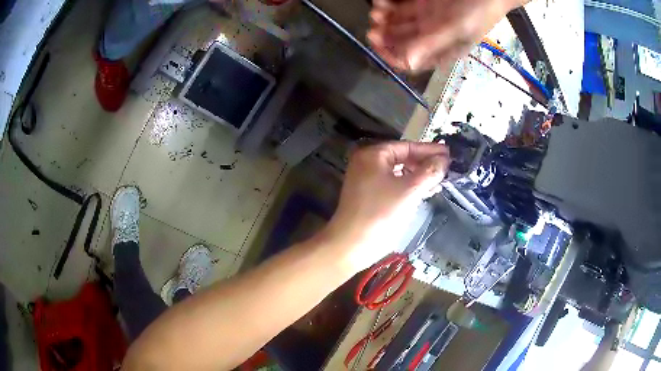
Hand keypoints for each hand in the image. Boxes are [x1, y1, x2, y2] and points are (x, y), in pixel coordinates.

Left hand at [323, 141, 448, 272]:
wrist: (351, 245)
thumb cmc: (381, 214)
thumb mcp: (410, 190)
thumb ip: (429, 172)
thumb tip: (444, 159)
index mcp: (373, 155)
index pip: (407, 146)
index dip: (430, 150)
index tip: (449, 153)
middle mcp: (368, 163)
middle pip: (403, 158)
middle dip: (425, 164)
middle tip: (447, 168)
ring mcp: (367, 181)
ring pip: (399, 173)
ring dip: (419, 176)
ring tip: (440, 181)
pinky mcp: (370, 197)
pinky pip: (394, 185)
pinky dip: (409, 187)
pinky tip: (425, 192)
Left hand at [367, 0, 525, 70]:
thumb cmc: (479, 10)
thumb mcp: (457, 28)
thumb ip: (432, 43)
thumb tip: (407, 63)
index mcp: (442, 50)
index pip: (411, 61)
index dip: (391, 55)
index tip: (376, 43)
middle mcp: (432, 37)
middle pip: (400, 42)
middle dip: (384, 34)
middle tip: (373, 25)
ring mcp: (427, 19)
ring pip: (398, 24)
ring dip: (384, 19)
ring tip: (378, 10)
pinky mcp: (424, 4)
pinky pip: (402, 9)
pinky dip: (390, 7)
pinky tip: (383, 2)